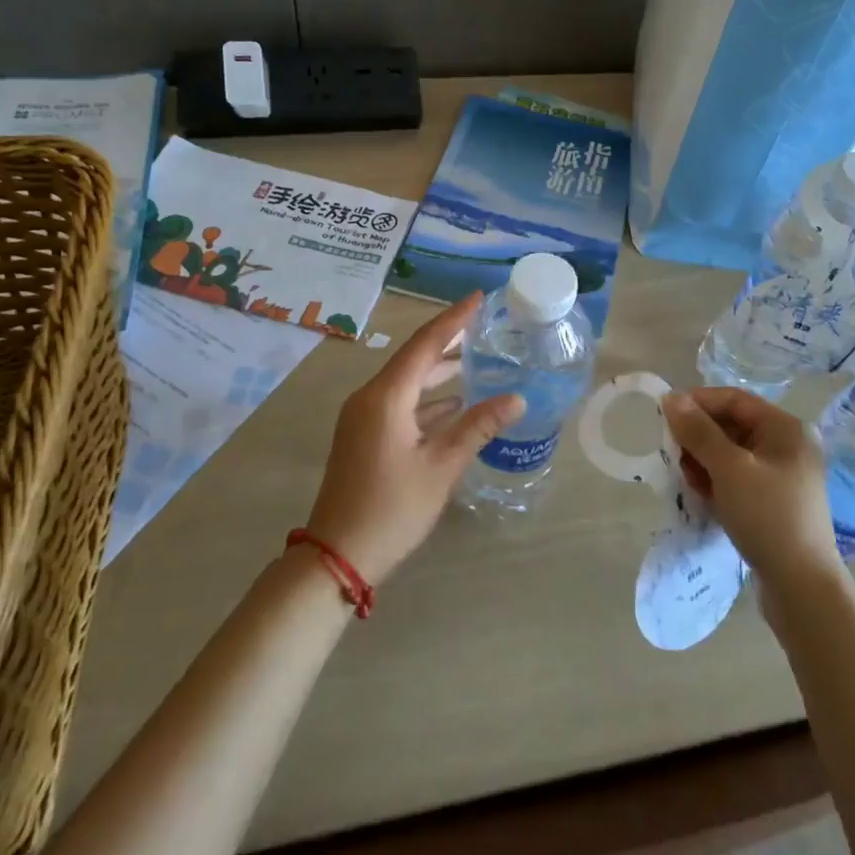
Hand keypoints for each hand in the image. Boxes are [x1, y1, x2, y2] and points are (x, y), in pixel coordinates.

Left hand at [306, 293, 523, 584]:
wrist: (336, 557)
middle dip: (448, 341)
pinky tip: (454, 403)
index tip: (479, 297)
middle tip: (483, 325)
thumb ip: (478, 427)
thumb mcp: (441, 467)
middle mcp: (370, 398)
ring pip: (407, 382)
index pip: (425, 344)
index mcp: (386, 397)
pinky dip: (427, 399)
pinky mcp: (364, 437)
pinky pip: (400, 403)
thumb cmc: (392, 508)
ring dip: (439, 371)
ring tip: (476, 358)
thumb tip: (517, 399)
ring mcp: (363, 418)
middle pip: (414, 358)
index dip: (454, 319)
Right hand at [662, 387, 841, 588]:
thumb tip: (671, 397)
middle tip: (671, 452)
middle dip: (698, 435)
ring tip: (685, 477)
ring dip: (704, 459)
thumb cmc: (767, 516)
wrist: (802, 587)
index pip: (734, 399)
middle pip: (732, 425)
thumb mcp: (728, 469)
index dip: (698, 402)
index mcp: (785, 428)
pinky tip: (701, 494)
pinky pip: (738, 477)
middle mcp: (787, 445)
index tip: (664, 414)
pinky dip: (717, 480)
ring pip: (732, 453)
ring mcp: (782, 475)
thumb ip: (699, 431)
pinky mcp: (775, 501)